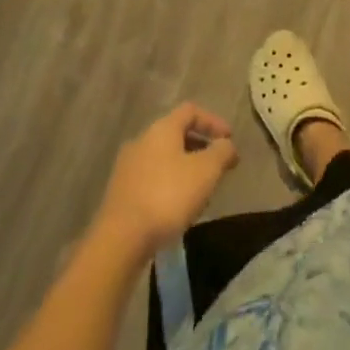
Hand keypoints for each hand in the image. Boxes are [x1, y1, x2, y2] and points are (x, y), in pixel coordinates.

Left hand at [93, 103, 238, 261]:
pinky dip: (169, 183)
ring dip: (185, 167)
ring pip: (163, 158)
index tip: (229, 140)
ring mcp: (127, 166)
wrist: (120, 239)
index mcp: (162, 129)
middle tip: (218, 166)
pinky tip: (177, 207)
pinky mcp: (120, 192)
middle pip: (176, 134)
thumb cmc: (168, 196)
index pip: (190, 111)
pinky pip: (151, 178)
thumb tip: (226, 145)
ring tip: (200, 190)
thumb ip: (222, 152)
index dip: (213, 121)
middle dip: (200, 147)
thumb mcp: (206, 171)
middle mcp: (141, 140)